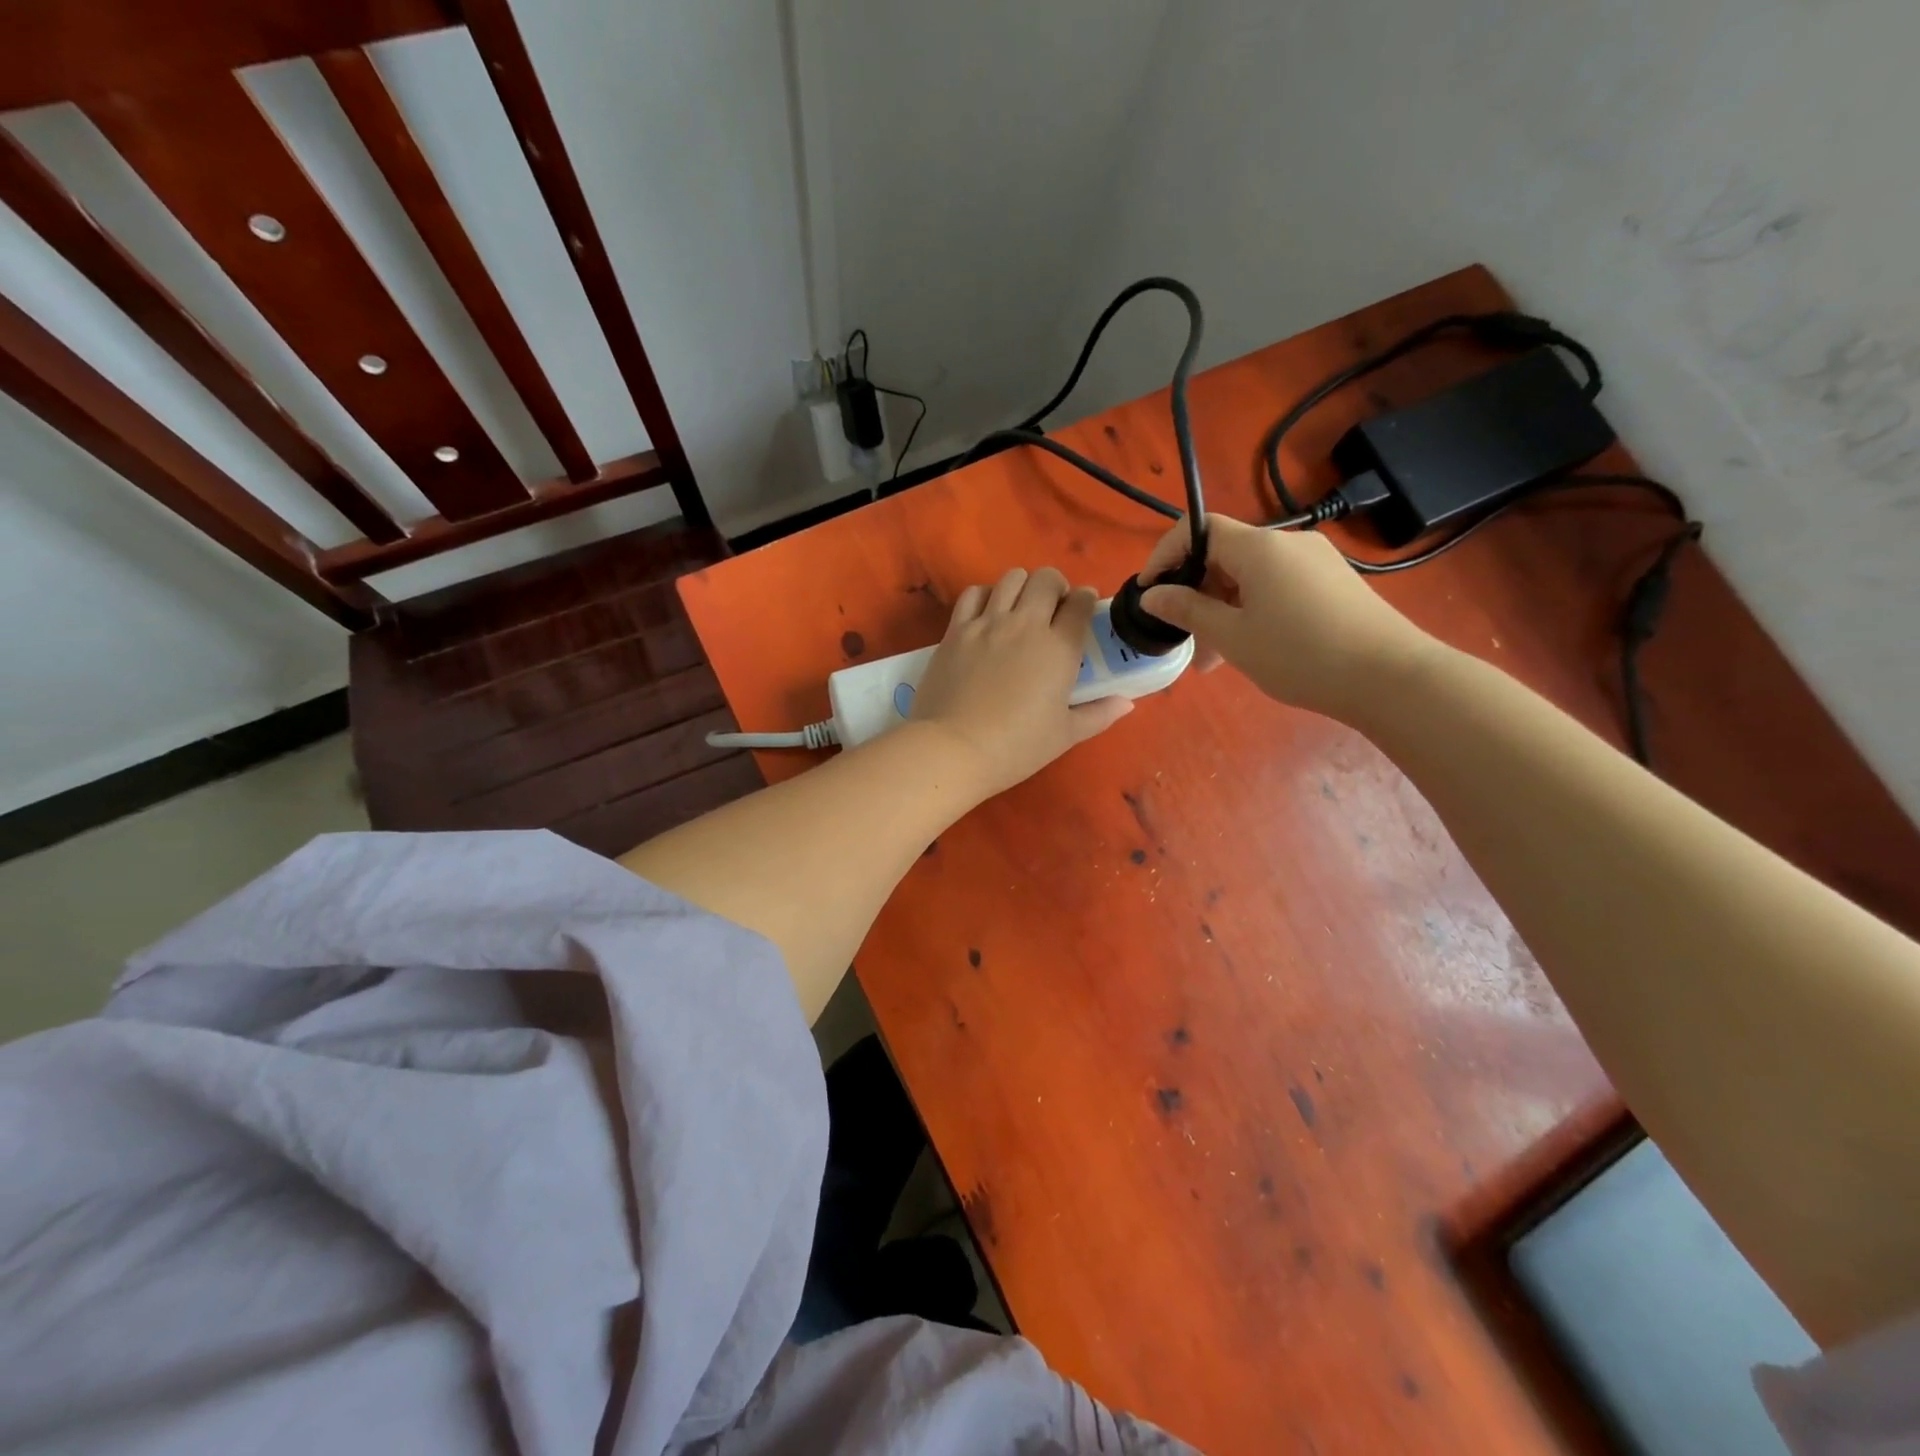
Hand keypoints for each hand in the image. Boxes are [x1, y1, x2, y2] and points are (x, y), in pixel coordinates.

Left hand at [911, 567, 1133, 796]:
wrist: (953, 748)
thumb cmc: (1016, 746)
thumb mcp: (1064, 736)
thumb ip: (1098, 714)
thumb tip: (1126, 703)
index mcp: (1058, 648)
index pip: (1080, 604)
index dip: (1086, 600)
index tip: (1084, 609)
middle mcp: (1025, 624)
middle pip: (1046, 579)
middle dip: (1056, 586)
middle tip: (1053, 608)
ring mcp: (987, 623)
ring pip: (1011, 578)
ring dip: (1022, 586)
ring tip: (1020, 608)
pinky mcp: (956, 630)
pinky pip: (973, 594)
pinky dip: (985, 595)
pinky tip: (987, 614)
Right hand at [1138, 515, 1434, 720]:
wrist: (1391, 678)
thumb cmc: (1301, 655)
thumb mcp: (1233, 637)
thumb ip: (1187, 611)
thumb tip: (1151, 595)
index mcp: (1259, 547)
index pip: (1198, 529)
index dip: (1165, 555)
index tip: (1148, 592)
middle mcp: (1288, 542)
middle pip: (1224, 555)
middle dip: (1196, 594)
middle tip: (1184, 640)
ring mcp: (1316, 561)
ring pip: (1251, 577)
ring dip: (1223, 609)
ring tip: (1215, 660)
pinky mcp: (1333, 582)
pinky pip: (1277, 587)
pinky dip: (1253, 610)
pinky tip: (1253, 648)